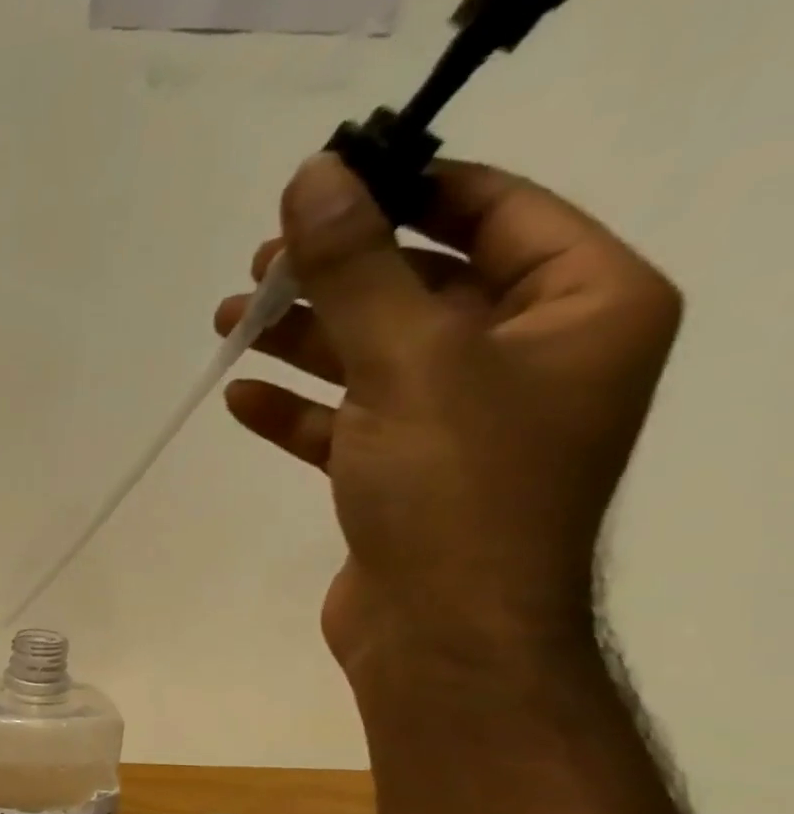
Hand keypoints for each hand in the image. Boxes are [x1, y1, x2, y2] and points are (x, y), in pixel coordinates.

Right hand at [214, 155, 683, 678]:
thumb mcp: (409, 362)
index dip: (409, 189)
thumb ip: (357, 269)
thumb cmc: (455, 488)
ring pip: (375, 357)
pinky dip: (296, 409)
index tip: (325, 185)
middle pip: (423, 286)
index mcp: (583, 307)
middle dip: (337, 273)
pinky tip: (240, 399)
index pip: (496, 211)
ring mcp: (464, 422)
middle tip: (260, 264)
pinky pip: (347, 422)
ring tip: (230, 321)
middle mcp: (532, 357)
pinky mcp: (404, 475)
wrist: (442, 635)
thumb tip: (312, 178)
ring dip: (303, 338)